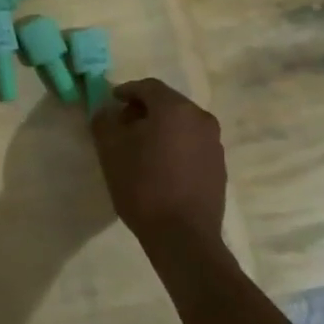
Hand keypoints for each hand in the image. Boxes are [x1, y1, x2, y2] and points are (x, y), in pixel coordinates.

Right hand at [91, 79, 227, 264]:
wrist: (183, 236)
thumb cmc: (142, 186)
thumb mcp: (110, 150)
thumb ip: (105, 121)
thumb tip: (107, 110)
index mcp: (175, 108)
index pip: (148, 87)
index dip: (126, 91)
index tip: (111, 102)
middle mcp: (200, 118)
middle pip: (168, 103)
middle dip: (144, 109)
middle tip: (123, 124)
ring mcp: (214, 143)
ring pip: (181, 124)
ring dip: (161, 128)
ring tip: (140, 148)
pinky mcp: (218, 166)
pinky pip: (192, 144)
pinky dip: (175, 146)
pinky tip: (160, 166)